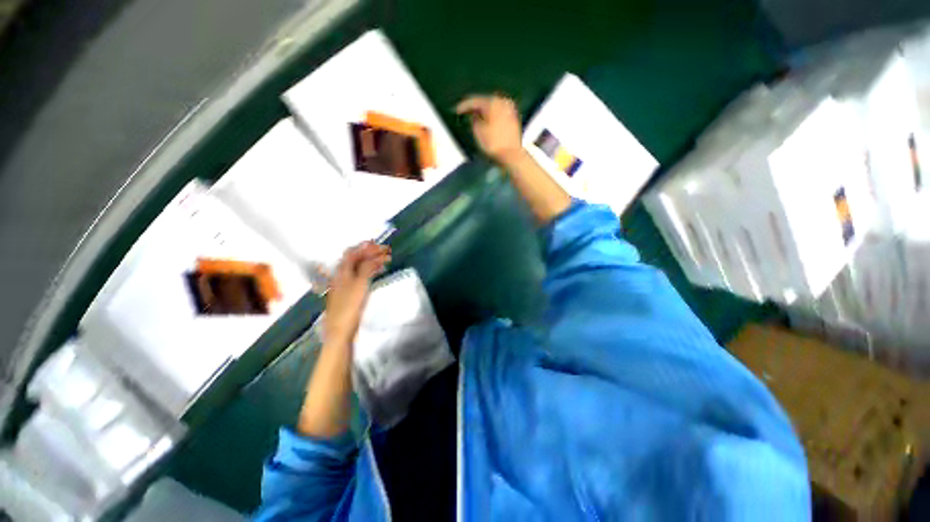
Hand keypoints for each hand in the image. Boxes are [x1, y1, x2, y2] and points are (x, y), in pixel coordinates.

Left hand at [324, 242, 390, 345]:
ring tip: (384, 261)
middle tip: (385, 252)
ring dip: (370, 262)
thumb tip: (373, 256)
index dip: (364, 247)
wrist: (341, 329)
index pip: (352, 253)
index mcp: (342, 272)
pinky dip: (369, 271)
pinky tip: (375, 273)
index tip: (378, 244)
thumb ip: (366, 268)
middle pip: (355, 260)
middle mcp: (341, 276)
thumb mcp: (360, 284)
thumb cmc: (350, 306)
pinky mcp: (349, 293)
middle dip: (370, 254)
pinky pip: (360, 276)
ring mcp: (344, 285)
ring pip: (358, 268)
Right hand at [456, 94, 523, 163]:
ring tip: (475, 117)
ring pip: (493, 107)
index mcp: (492, 102)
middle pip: (485, 102)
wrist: (512, 155)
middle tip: (465, 112)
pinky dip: (492, 116)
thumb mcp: (478, 131)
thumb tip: (473, 114)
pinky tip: (487, 121)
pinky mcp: (514, 119)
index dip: (464, 106)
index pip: (474, 100)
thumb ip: (473, 119)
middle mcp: (502, 102)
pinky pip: (499, 113)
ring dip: (484, 112)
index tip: (456, 110)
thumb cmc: (493, 143)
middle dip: (475, 107)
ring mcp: (510, 110)